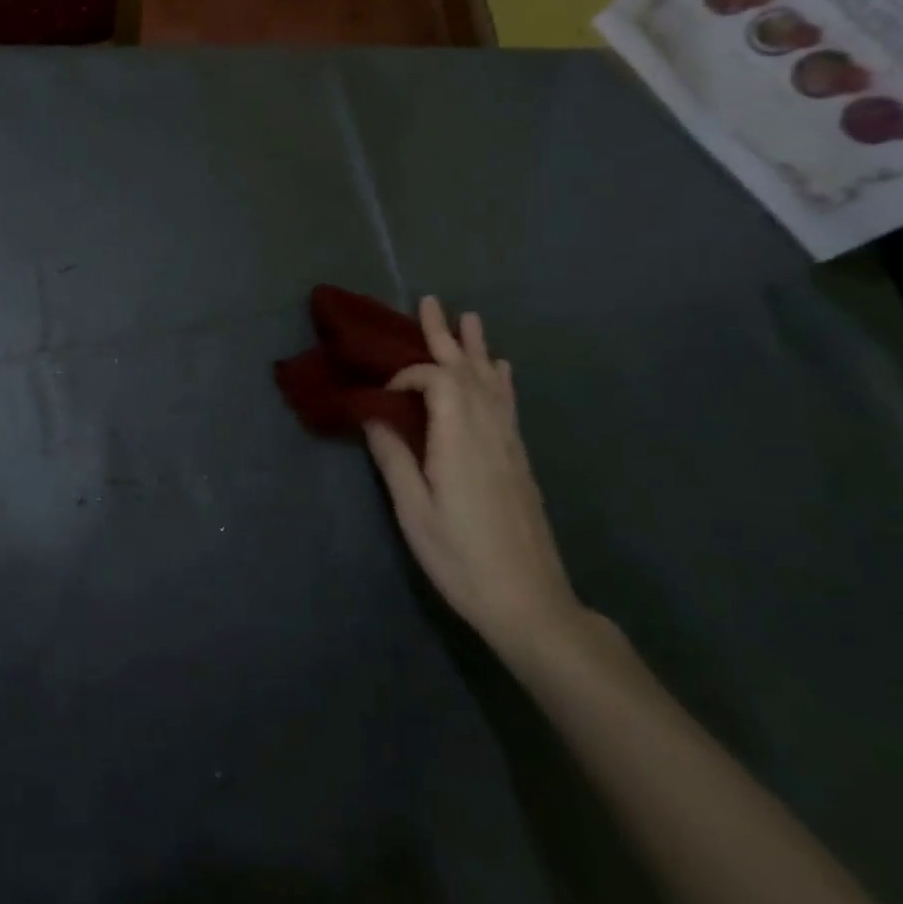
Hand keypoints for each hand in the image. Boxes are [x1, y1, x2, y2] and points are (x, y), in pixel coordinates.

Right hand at [363, 297, 581, 658]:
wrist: (529, 601)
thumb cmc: (461, 558)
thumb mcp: (414, 513)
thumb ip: (395, 459)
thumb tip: (373, 415)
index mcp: (460, 441)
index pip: (438, 381)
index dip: (409, 372)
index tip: (384, 391)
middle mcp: (489, 432)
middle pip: (467, 371)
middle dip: (445, 336)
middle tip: (429, 302)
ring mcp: (509, 444)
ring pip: (491, 383)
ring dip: (476, 348)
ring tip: (468, 318)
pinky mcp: (519, 459)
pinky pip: (508, 404)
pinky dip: (500, 379)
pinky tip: (500, 368)